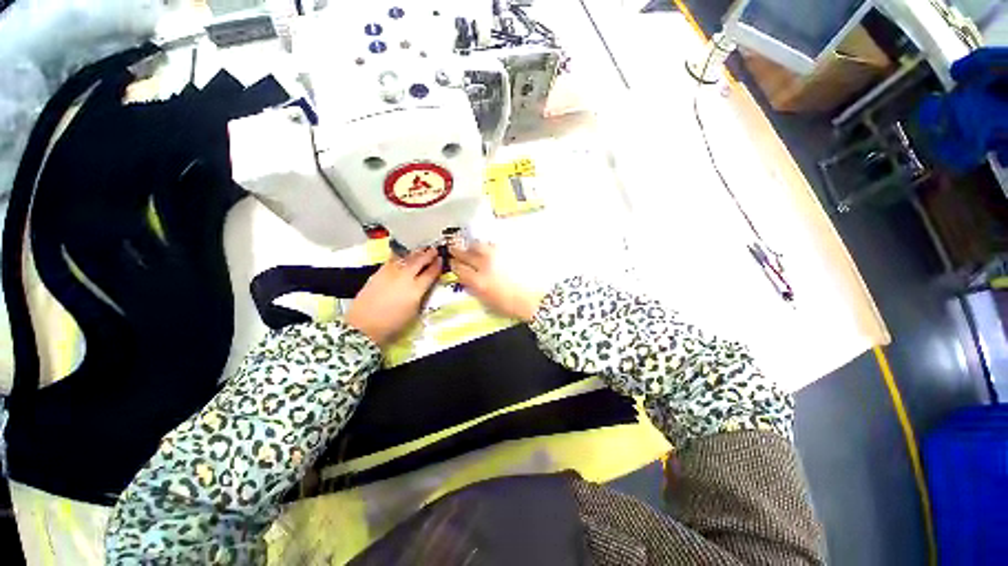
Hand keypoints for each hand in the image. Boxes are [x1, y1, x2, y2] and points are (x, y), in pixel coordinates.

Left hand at [345, 248, 441, 345]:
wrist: (364, 325)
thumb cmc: (392, 324)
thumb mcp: (413, 312)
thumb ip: (420, 296)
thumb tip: (423, 286)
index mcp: (416, 289)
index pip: (430, 274)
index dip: (437, 266)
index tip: (441, 260)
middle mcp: (405, 278)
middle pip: (419, 262)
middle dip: (428, 255)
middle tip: (434, 249)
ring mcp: (390, 273)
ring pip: (406, 259)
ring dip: (415, 253)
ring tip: (421, 249)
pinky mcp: (378, 273)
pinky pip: (392, 260)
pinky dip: (400, 256)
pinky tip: (402, 255)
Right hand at [449, 241, 543, 321]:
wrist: (536, 298)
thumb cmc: (511, 305)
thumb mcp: (487, 302)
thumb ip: (474, 288)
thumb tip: (466, 277)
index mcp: (479, 282)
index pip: (458, 268)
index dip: (453, 265)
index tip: (453, 264)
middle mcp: (485, 265)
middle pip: (465, 253)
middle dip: (457, 251)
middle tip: (454, 249)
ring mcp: (497, 255)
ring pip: (478, 244)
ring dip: (472, 247)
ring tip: (473, 249)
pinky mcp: (508, 250)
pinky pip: (493, 244)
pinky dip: (487, 247)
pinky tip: (489, 251)